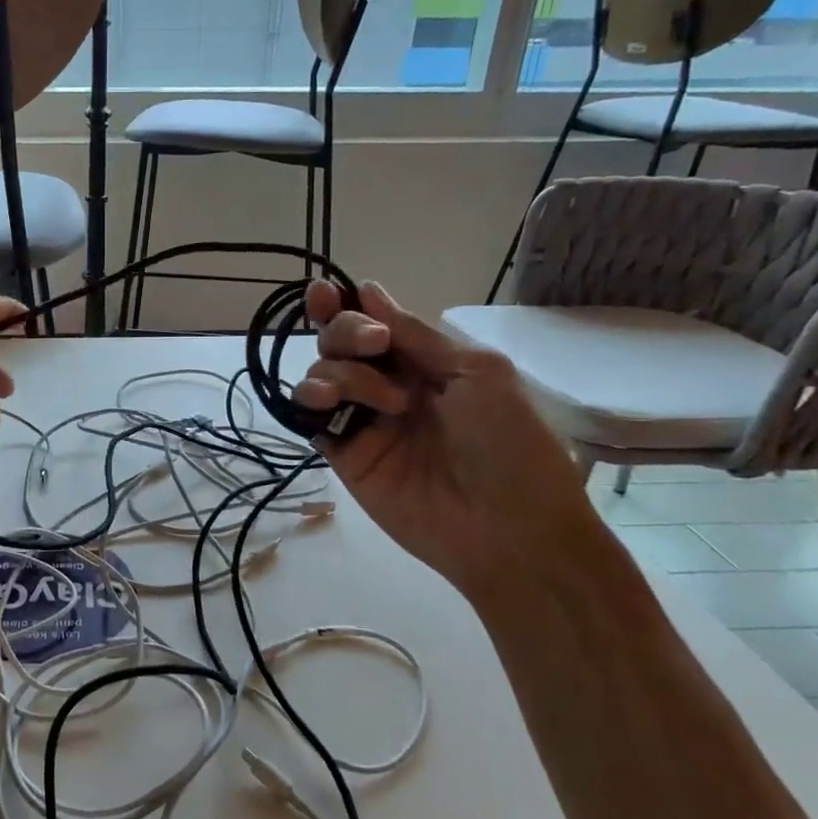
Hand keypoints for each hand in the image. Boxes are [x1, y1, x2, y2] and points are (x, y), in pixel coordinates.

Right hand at [290, 279, 600, 600]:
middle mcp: (389, 385)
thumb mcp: (476, 372)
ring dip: (338, 372)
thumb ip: (415, 335)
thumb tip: (367, 290)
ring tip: (381, 402)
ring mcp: (364, 421)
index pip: (375, 323)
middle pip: (340, 343)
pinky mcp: (345, 455)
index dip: (347, 306)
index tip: (327, 293)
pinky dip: (308, 403)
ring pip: (321, 376)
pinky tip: (325, 404)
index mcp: (426, 362)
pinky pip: (311, 420)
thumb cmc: (509, 442)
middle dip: (345, 331)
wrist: (508, 527)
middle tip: (373, 346)